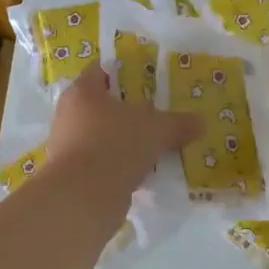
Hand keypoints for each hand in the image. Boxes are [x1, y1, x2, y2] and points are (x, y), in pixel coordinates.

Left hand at [47, 64, 199, 200]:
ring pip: (101, 135)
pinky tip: (140, 171)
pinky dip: (118, 164)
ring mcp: (67, 146)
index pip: (102, 71)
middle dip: (128, 111)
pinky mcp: (72, 174)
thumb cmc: (116, 145)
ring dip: (124, 140)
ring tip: (152, 146)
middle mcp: (69, 114)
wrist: (83, 197)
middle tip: (156, 115)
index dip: (124, 73)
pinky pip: (100, 161)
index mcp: (83, 92)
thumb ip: (180, 123)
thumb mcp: (157, 130)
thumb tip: (201, 122)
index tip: (148, 81)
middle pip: (102, 105)